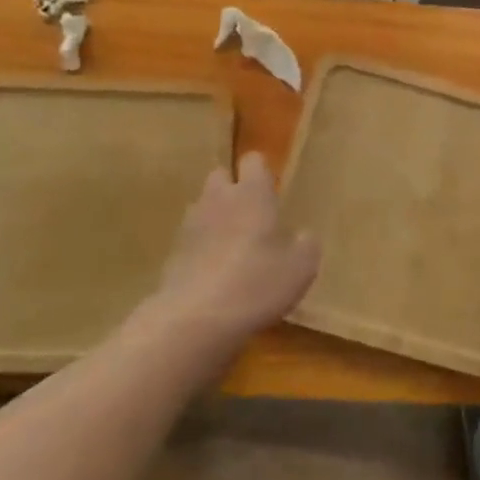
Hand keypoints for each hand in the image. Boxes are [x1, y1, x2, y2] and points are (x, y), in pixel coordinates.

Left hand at [146, 153, 318, 353]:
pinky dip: (201, 249)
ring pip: (203, 208)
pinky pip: (191, 240)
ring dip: (216, 219)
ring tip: (233, 249)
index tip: (272, 192)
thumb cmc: (256, 283)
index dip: (262, 173)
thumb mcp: (301, 268)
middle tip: (252, 218)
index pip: (253, 160)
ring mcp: (190, 225)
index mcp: (252, 193)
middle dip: (233, 190)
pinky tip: (214, 276)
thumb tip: (303, 236)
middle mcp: (218, 198)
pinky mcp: (173, 253)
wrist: (195, 319)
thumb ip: (306, 245)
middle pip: (221, 177)